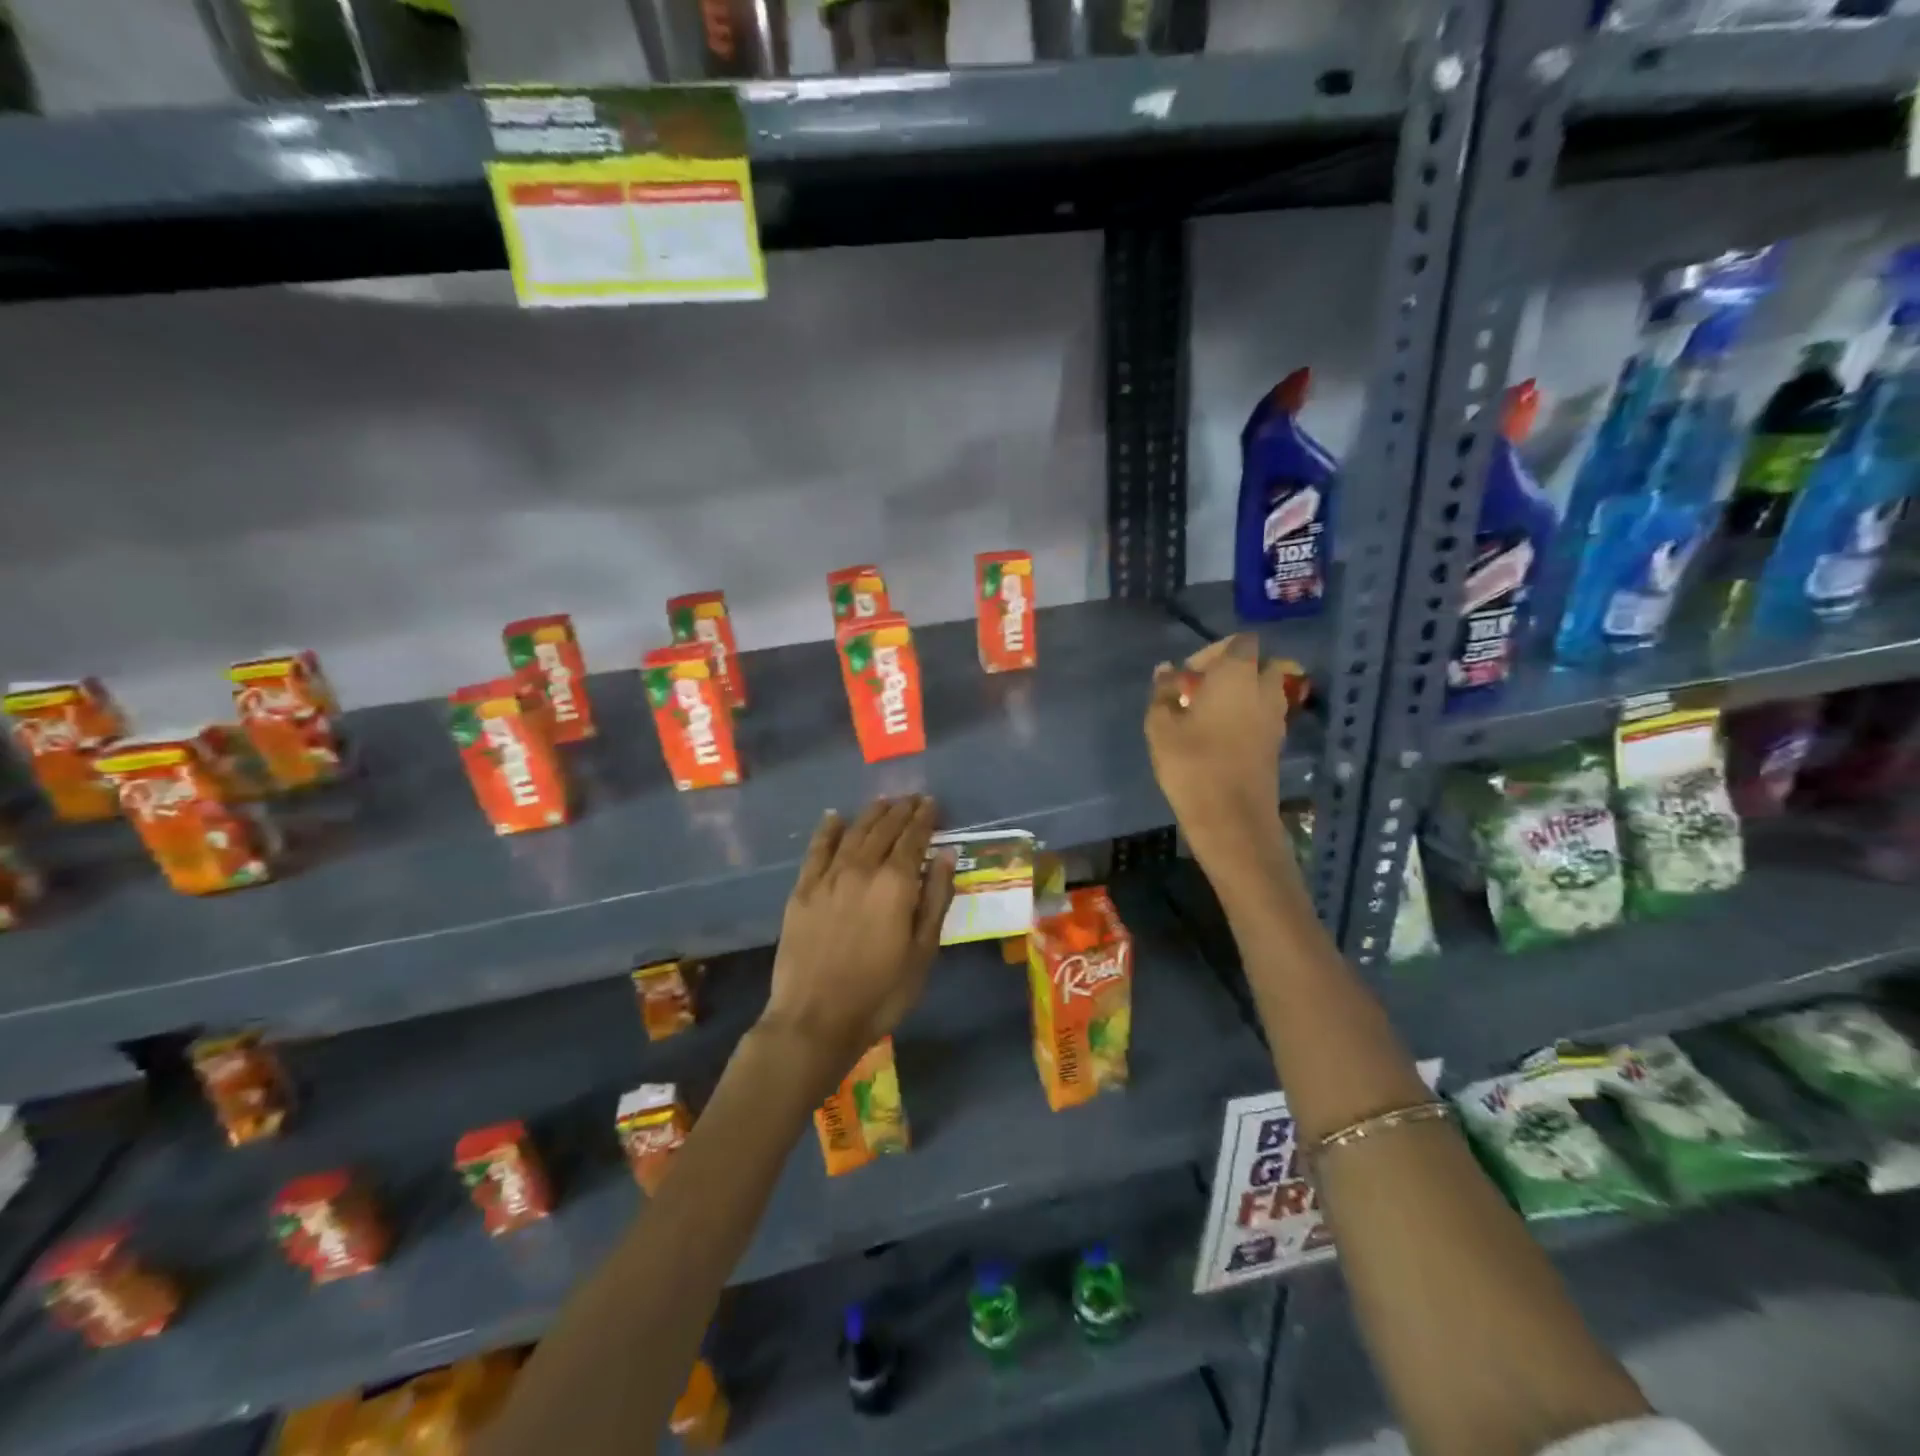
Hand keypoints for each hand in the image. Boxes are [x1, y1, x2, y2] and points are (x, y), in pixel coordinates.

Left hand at [761, 795, 955, 1075]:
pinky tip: (835, 817)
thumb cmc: (881, 992)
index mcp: (895, 884)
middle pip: (884, 829)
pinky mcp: (802, 890)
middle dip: (900, 811)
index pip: (913, 839)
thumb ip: (935, 899)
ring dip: (871, 814)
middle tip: (912, 799)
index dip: (924, 819)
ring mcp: (828, 878)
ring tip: (884, 802)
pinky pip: (817, 849)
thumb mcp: (923, 952)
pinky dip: (828, 830)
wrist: (815, 1019)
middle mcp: (861, 869)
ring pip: (853, 833)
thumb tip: (947, 855)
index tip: (931, 803)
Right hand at [1144, 635, 1294, 886]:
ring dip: (1245, 694)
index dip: (1214, 651)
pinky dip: (1250, 717)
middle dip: (1238, 670)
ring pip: (1267, 691)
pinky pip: (1266, 716)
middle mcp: (1264, 690)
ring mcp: (1276, 719)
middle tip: (1206, 690)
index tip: (1189, 674)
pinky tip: (1222, 737)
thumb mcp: (1161, 726)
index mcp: (1237, 675)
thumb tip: (1167, 671)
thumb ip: (1164, 693)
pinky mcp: (1277, 744)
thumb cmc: (1191, 764)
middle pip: (1264, 664)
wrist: (1231, 818)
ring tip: (1211, 715)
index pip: (1240, 642)